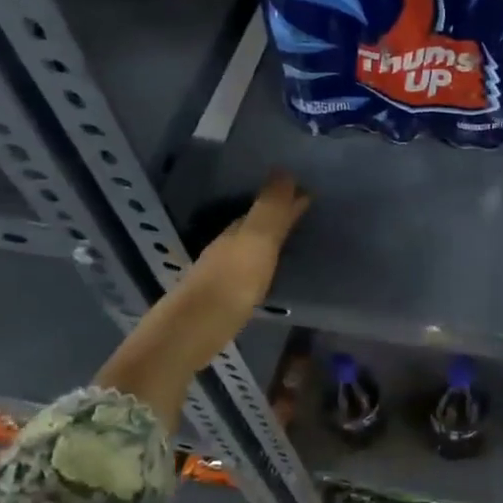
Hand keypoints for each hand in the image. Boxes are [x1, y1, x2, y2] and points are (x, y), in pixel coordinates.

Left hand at [170, 170, 310, 362]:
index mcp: (236, 231)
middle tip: (302, 213)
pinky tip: (265, 275)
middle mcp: (226, 247)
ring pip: (247, 248)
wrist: (193, 331)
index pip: (263, 207)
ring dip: (266, 241)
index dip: (285, 200)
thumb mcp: (257, 241)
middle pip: (252, 225)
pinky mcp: (220, 300)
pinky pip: (245, 271)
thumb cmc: (232, 282)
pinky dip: (259, 265)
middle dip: (275, 217)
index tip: (309, 193)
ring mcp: (220, 274)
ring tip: (289, 241)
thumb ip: (271, 210)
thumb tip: (284, 170)